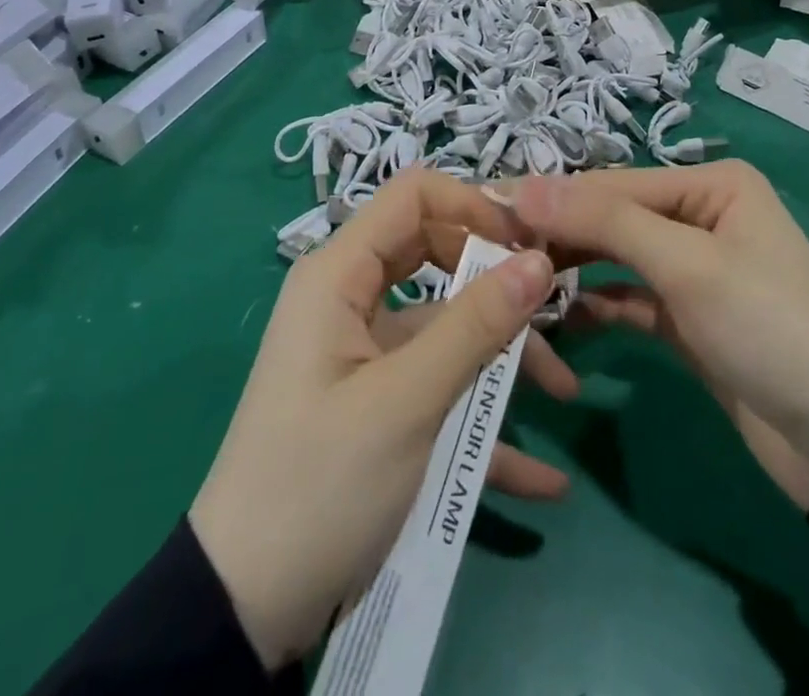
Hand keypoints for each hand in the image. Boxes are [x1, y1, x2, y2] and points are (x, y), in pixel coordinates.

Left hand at [190, 170, 555, 671]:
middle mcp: (351, 300)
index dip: (473, 206)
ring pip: (446, 326)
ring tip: (564, 394)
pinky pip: (438, 388)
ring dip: (502, 356)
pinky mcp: (377, 404)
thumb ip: (474, 326)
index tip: (529, 244)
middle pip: (437, 255)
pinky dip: (483, 421)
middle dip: (497, 284)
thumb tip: (538, 261)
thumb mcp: (404, 402)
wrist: (244, 612)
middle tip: (554, 310)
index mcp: (340, 276)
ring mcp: (365, 354)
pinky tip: (541, 477)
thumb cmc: (319, 484)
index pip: (413, 196)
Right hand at [515, 163, 808, 511]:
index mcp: (710, 185)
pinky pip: (629, 298)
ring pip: (616, 257)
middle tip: (491, 251)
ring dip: (572, 269)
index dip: (552, 198)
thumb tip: (524, 185)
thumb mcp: (688, 265)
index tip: (487, 211)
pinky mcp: (687, 317)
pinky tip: (559, 316)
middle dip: (558, 234)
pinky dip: (597, 305)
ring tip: (515, 282)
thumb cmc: (770, 328)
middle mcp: (700, 215)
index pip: (613, 183)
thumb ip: (605, 221)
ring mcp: (693, 268)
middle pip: (612, 217)